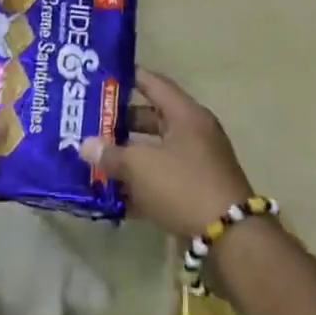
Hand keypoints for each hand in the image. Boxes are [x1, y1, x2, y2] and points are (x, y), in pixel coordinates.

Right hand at [81, 69, 253, 240]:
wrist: (229, 237)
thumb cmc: (183, 185)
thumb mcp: (140, 166)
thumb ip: (110, 154)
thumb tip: (86, 146)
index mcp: (186, 115)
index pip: (153, 83)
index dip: (126, 78)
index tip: (100, 77)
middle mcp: (194, 133)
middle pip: (151, 118)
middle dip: (118, 123)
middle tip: (88, 122)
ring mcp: (197, 163)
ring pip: (154, 151)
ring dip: (126, 156)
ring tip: (94, 158)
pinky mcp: (195, 191)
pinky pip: (161, 179)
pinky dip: (139, 184)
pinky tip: (112, 194)